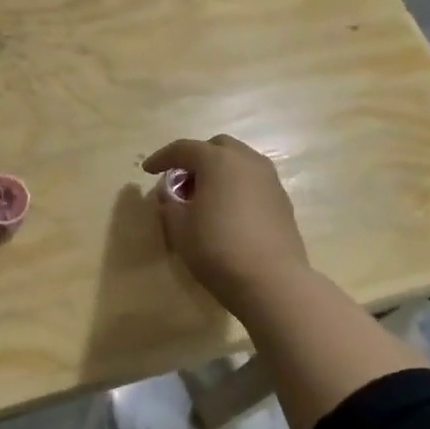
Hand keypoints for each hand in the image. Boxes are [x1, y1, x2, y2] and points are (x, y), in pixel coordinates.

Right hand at [142, 134, 309, 316]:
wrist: (271, 281)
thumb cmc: (217, 249)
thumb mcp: (179, 227)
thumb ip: (169, 203)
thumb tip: (169, 193)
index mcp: (218, 160)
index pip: (183, 149)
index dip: (162, 158)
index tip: (147, 170)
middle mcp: (246, 161)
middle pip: (216, 147)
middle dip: (195, 158)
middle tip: (180, 181)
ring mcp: (269, 179)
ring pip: (238, 162)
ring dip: (218, 171)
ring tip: (203, 196)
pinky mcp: (282, 200)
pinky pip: (252, 181)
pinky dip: (235, 186)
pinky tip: (227, 210)